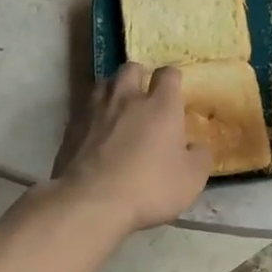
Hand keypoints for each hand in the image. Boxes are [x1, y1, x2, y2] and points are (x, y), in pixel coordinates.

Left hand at [56, 63, 211, 231]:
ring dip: (113, 90)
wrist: (91, 202)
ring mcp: (94, 110)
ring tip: (117, 107)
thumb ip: (200, 157)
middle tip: (143, 95)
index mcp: (160, 105)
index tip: (175, 91)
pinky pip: (84, 109)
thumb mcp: (191, 179)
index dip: (173, 79)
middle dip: (139, 76)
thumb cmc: (149, 187)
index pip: (168, 74)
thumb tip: (196, 147)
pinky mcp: (71, 127)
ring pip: (104, 84)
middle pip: (131, 68)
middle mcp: (127, 98)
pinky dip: (92, 114)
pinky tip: (95, 132)